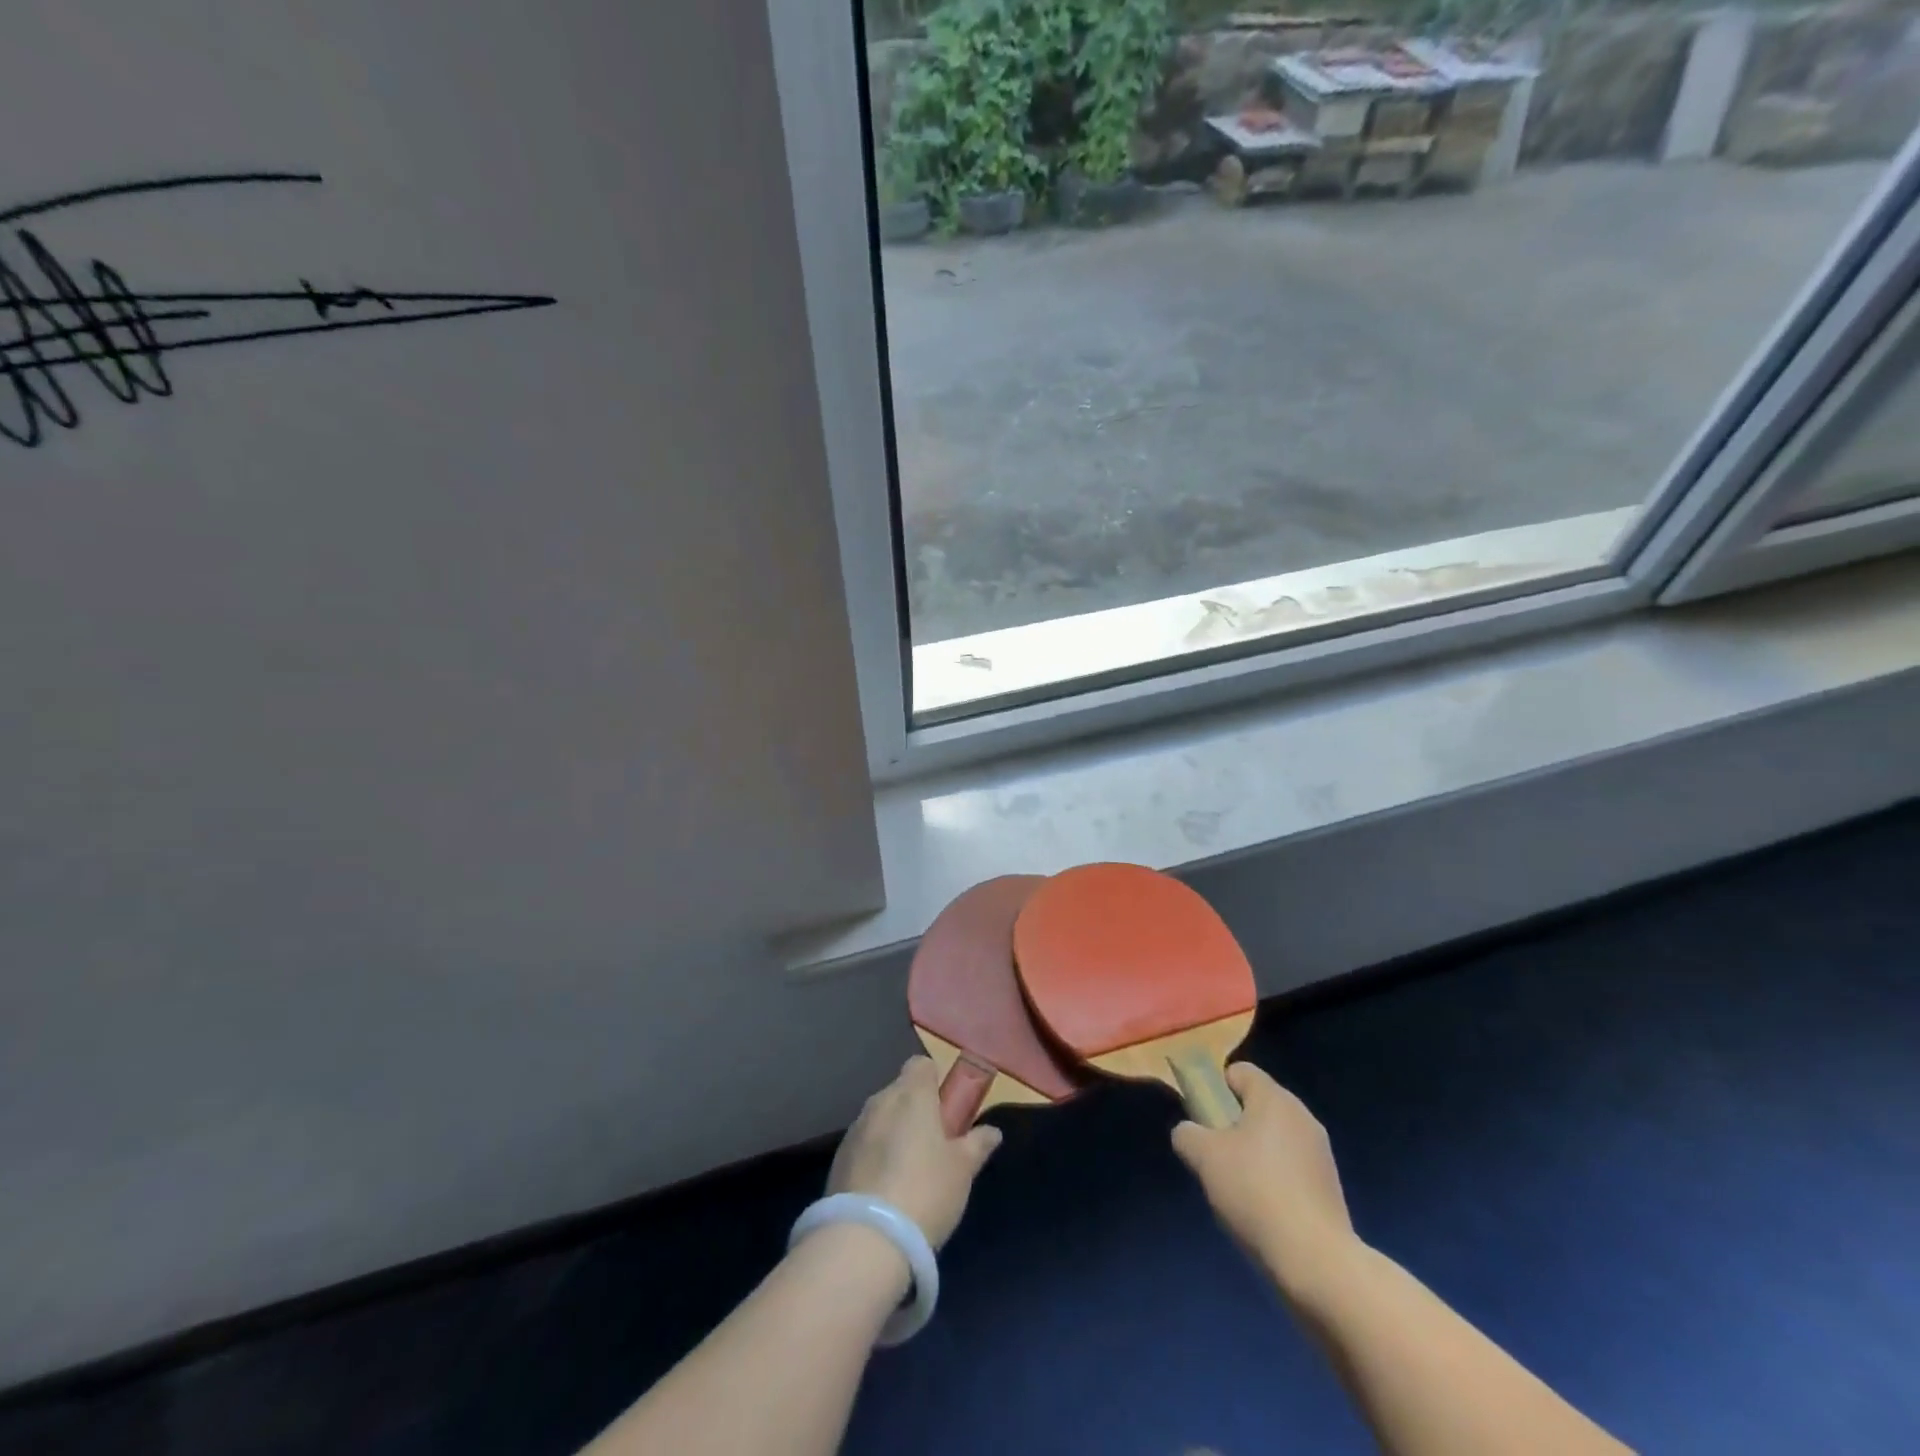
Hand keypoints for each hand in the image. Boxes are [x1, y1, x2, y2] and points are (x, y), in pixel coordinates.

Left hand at [826, 1056, 1001, 1248]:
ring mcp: (855, 1129)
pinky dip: (875, 1157)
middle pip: (900, 1092)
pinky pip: (864, 1145)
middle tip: (934, 1147)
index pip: (921, 1065)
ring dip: (894, 1134)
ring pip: (881, 1119)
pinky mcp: (838, 1159)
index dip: (935, 1082)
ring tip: (909, 1174)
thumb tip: (992, 1131)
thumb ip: (977, 1144)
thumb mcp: (962, 1170)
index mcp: (912, 1094)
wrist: (865, 1239)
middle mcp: (880, 1102)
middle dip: (916, 1111)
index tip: (947, 1110)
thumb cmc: (925, 1191)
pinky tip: (885, 1192)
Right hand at [1171, 1062, 1360, 1298]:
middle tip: (1217, 1157)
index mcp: (1274, 1098)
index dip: (1216, 1089)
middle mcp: (1302, 1116)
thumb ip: (1187, 1134)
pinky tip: (1265, 1211)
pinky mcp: (1331, 1187)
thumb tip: (1189, 1133)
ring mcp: (1321, 1152)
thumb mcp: (1203, 1157)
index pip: (1239, 1071)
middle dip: (1233, 1125)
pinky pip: (1292, 1168)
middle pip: (1257, 1106)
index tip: (1205, 1120)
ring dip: (1255, 1155)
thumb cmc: (1254, 1192)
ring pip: (1275, 1138)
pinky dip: (1276, 1180)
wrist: (1315, 1260)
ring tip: (1239, 1191)